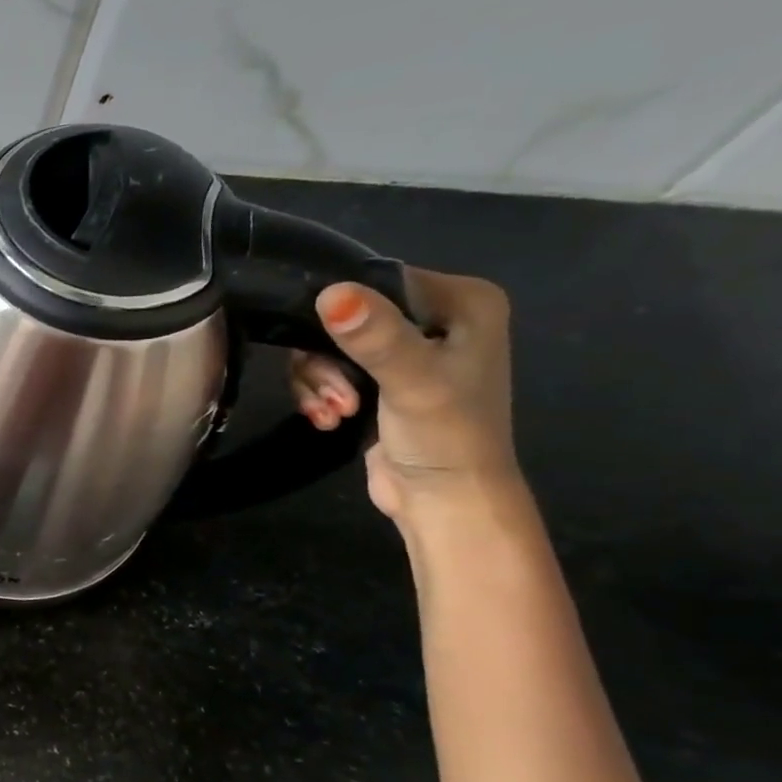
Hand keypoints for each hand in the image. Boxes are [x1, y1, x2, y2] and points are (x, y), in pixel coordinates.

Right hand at [289, 267, 522, 526]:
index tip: (323, 348)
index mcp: (462, 301)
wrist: (444, 502)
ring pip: (327, 345)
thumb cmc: (445, 438)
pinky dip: (318, 394)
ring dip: (318, 382)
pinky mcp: (377, 381)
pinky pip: (326, 369)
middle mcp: (436, 317)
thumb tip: (331, 293)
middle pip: (345, 315)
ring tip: (333, 414)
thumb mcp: (411, 382)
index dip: (341, 310)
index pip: (379, 279)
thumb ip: (375, 337)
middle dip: (325, 359)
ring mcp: (405, 351)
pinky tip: (328, 419)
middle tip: (333, 396)